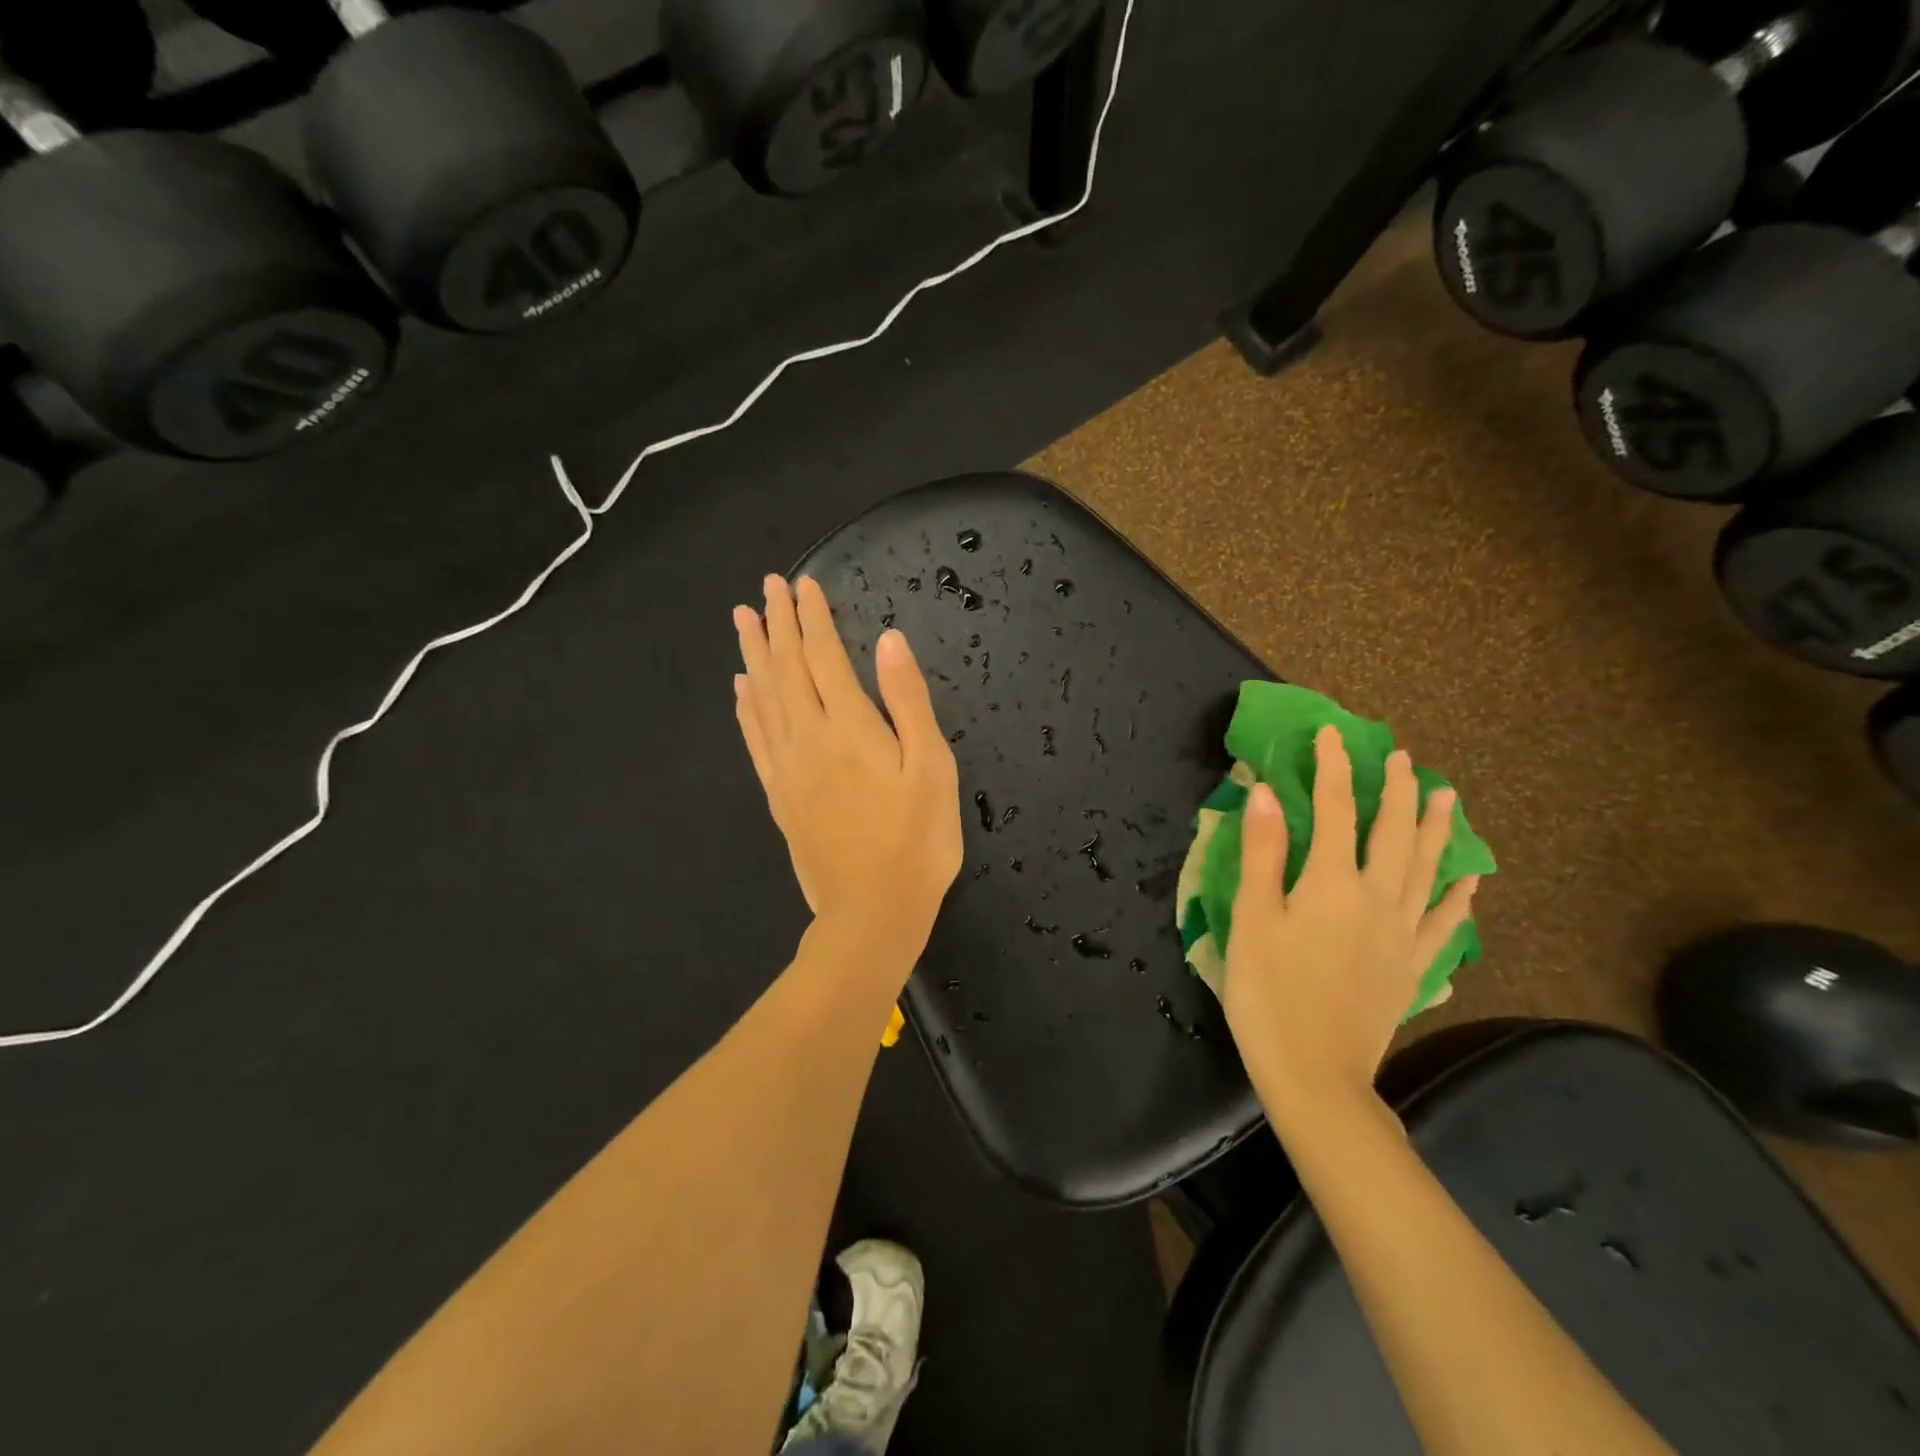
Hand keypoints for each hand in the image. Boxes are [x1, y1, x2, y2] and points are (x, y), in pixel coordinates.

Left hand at [733, 575, 962, 958]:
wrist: (873, 911)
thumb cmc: (917, 840)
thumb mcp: (932, 767)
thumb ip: (908, 700)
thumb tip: (889, 640)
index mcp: (849, 726)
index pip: (823, 656)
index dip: (813, 617)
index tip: (802, 584)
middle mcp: (808, 737)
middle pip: (786, 668)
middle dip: (778, 624)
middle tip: (766, 587)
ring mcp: (787, 767)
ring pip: (763, 697)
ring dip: (753, 655)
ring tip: (742, 621)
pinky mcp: (779, 795)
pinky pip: (755, 739)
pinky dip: (746, 707)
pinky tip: (741, 689)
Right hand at [1223, 725, 1479, 1118]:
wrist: (1315, 1074)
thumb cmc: (1268, 992)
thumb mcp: (1251, 918)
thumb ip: (1264, 852)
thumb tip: (1269, 792)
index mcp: (1332, 883)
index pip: (1337, 809)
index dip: (1335, 768)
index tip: (1332, 735)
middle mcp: (1378, 898)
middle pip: (1393, 833)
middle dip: (1396, 790)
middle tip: (1403, 757)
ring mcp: (1403, 934)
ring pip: (1427, 869)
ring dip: (1435, 829)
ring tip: (1446, 797)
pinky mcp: (1413, 968)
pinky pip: (1445, 924)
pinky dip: (1458, 898)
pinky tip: (1469, 882)